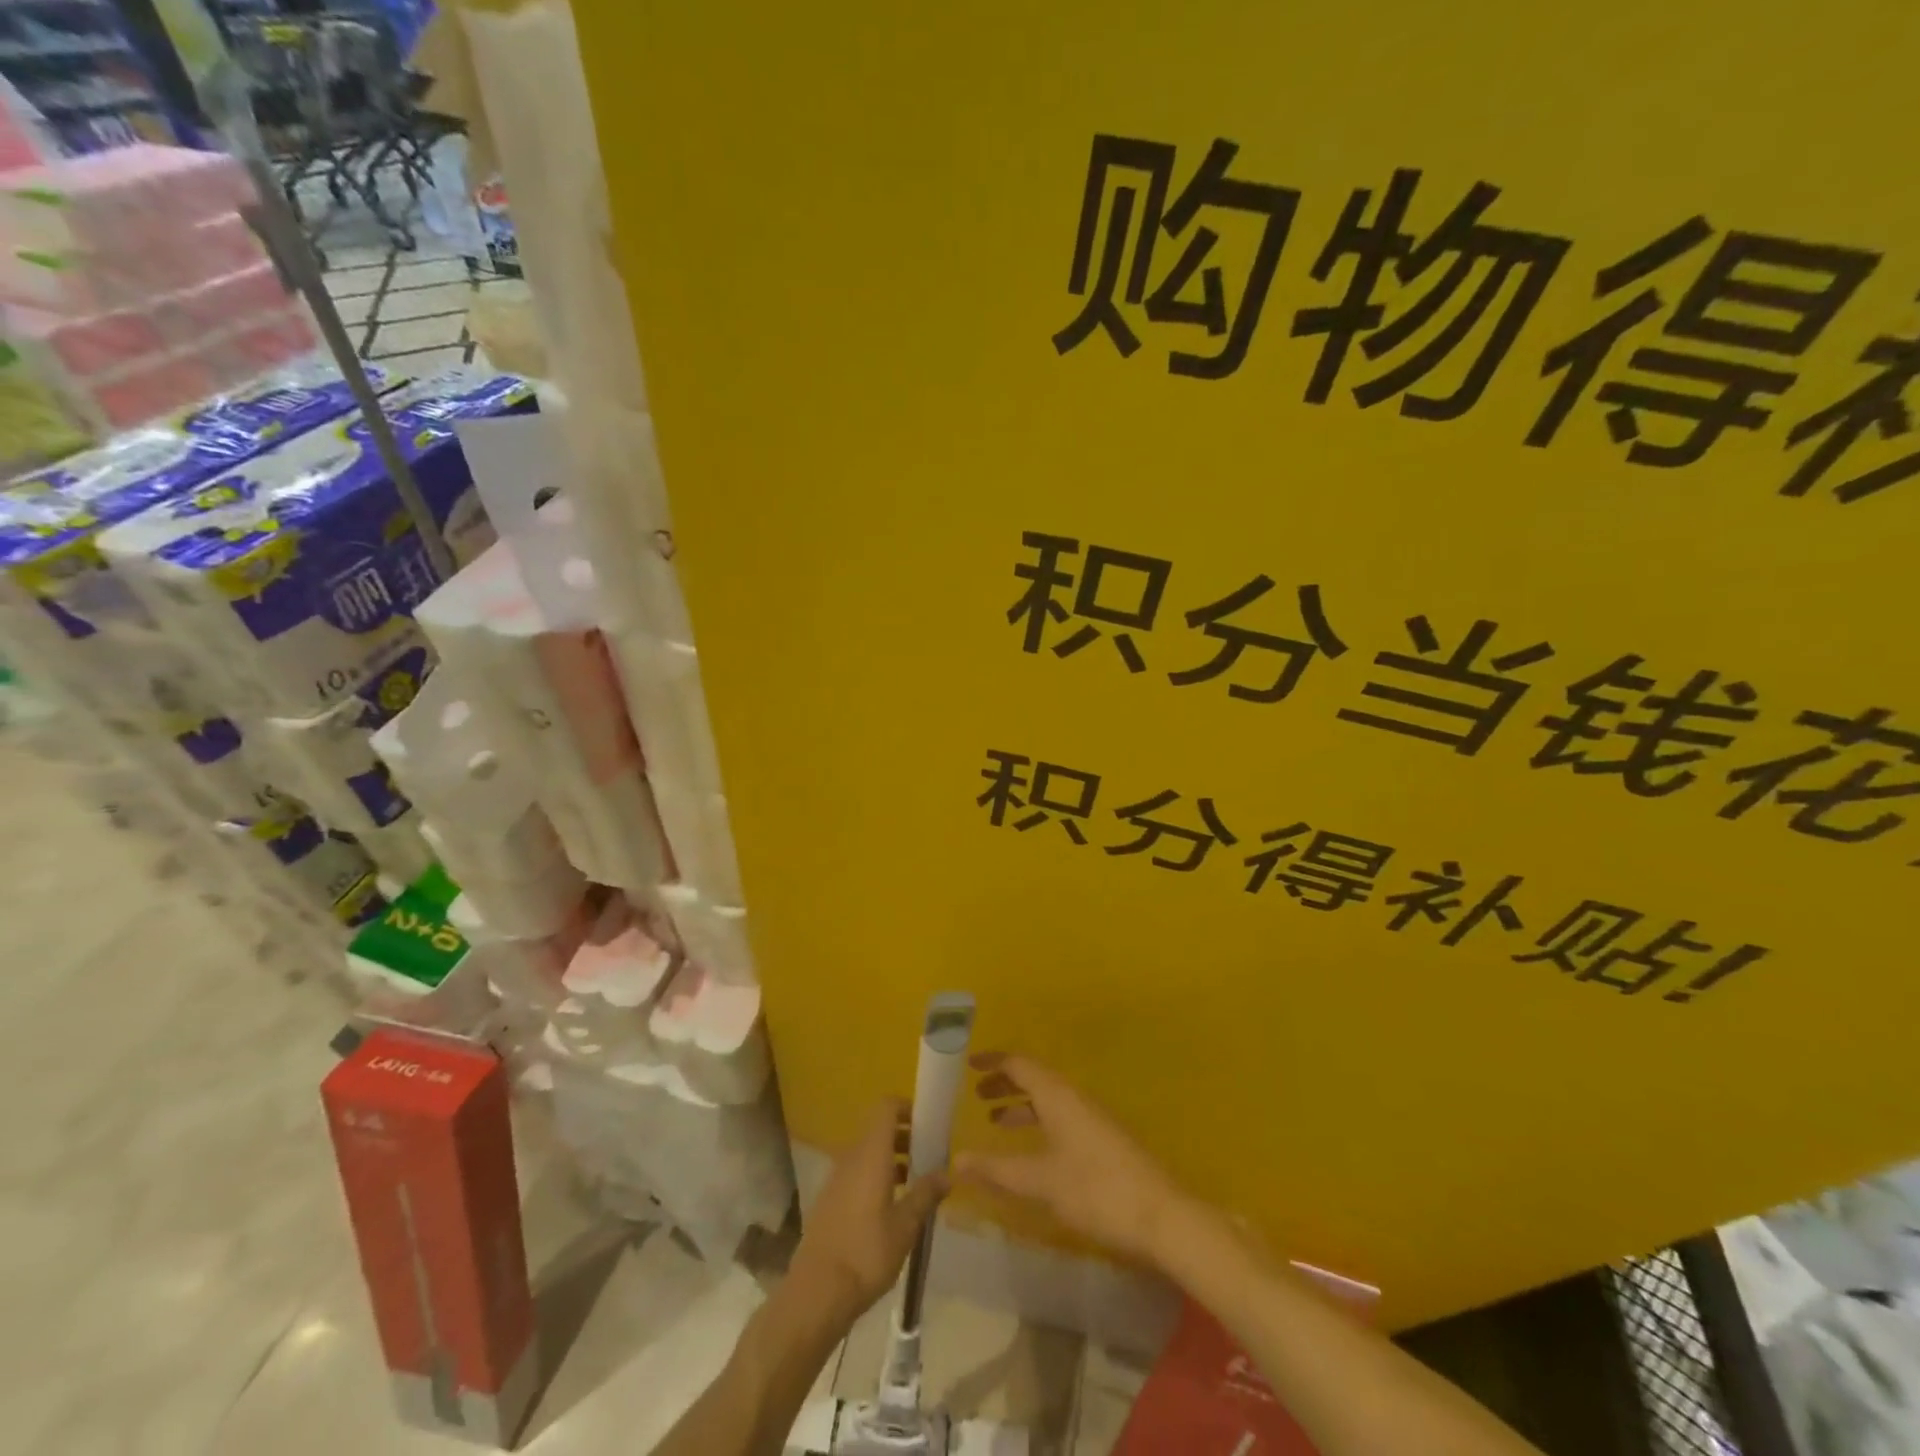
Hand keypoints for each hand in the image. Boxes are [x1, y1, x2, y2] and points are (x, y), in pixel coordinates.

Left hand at [787, 1100, 946, 1329]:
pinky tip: (891, 1208)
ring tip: (916, 1185)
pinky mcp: (829, 1199)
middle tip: (929, 1157)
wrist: (816, 1293)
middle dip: (905, 1137)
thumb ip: (926, 1194)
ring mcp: (836, 1178)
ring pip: (868, 1153)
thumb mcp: (905, 1226)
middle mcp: (851, 1156)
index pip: (886, 1107)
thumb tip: (947, 1172)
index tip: (929, 1125)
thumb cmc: (866, 1253)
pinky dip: (876, 1176)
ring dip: (892, 1159)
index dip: (907, 1108)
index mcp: (871, 1153)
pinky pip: (857, 1173)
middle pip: (878, 1130)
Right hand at [955, 1052, 1188, 1266]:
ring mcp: (1092, 1118)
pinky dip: (1039, 1122)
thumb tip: (955, 1161)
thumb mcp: (1041, 1181)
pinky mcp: (1102, 1140)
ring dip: (1021, 1105)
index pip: (1020, 1064)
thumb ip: (997, 1170)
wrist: (1163, 1217)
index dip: (993, 1060)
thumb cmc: (1097, 1190)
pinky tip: (1033, 1150)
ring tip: (996, 1122)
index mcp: (1058, 1095)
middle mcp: (1074, 1097)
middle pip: (1034, 1078)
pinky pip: (1061, 1116)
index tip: (967, 1063)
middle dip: (1005, 1083)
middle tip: (976, 1095)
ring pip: (1049, 1098)